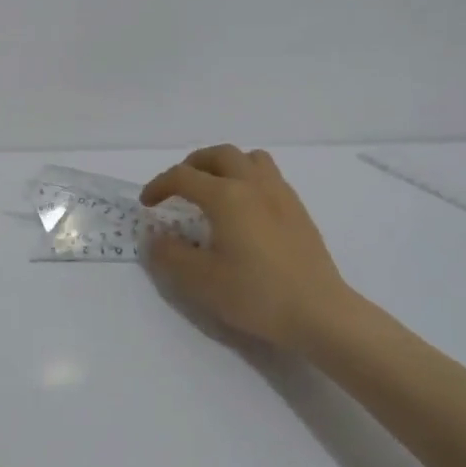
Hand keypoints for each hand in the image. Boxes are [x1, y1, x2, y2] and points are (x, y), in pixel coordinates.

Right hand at [140, 144, 357, 352]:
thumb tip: (154, 237)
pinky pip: (268, 175)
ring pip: (248, 158)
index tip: (147, 204)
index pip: (183, 176)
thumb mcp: (201, 280)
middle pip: (218, 154)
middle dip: (192, 165)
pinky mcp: (298, 209)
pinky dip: (247, 178)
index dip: (159, 186)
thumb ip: (170, 254)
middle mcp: (253, 184)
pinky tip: (245, 209)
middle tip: (178, 188)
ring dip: (224, 164)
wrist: (318, 312)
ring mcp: (280, 193)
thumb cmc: (256, 294)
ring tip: (213, 189)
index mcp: (226, 196)